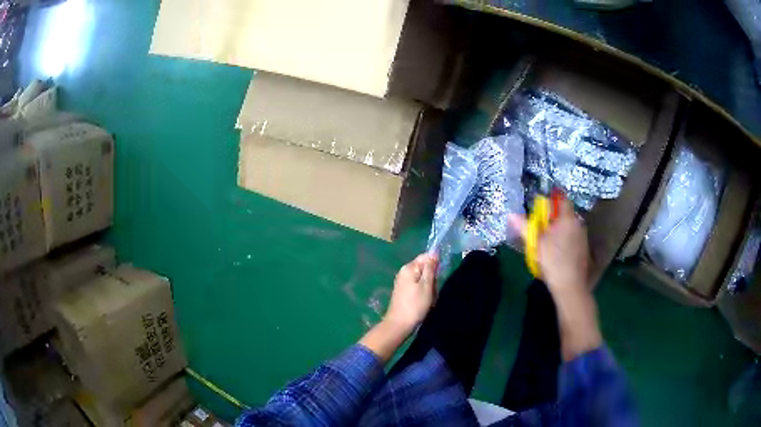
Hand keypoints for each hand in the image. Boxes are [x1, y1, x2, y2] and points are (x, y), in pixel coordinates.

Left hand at [385, 253, 437, 331]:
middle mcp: (404, 272)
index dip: (435, 265)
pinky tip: (425, 303)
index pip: (426, 257)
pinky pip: (418, 288)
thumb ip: (430, 268)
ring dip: (429, 289)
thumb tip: (434, 252)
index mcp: (408, 268)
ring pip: (423, 280)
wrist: (399, 325)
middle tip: (433, 291)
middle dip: (432, 279)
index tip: (439, 277)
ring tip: (429, 300)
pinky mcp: (404, 292)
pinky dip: (424, 294)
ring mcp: (403, 283)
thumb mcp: (426, 285)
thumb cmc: (415, 305)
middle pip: (425, 269)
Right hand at [509, 198, 589, 295]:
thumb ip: (524, 227)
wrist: (570, 285)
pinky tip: (557, 253)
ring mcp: (583, 237)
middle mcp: (578, 224)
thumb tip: (511, 214)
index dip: (552, 201)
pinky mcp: (584, 249)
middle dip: (553, 219)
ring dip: (559, 230)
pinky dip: (565, 241)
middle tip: (541, 229)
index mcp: (568, 219)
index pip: (562, 199)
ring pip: (569, 227)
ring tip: (547, 243)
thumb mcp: (536, 243)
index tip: (541, 210)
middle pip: (565, 214)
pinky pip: (573, 238)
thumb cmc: (553, 261)